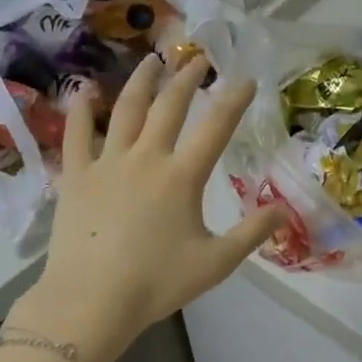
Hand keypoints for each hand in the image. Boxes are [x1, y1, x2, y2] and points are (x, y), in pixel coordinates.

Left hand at [13, 56, 285, 361]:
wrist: (91, 301)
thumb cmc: (157, 283)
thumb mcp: (216, 262)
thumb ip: (252, 233)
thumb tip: (285, 210)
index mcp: (182, 176)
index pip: (216, 127)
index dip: (234, 99)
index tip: (246, 79)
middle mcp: (146, 158)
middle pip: (169, 107)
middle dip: (187, 79)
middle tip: (197, 61)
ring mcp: (107, 163)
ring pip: (125, 110)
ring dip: (141, 82)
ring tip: (151, 61)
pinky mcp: (76, 176)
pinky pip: (77, 134)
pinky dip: (82, 109)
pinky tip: (85, 90)